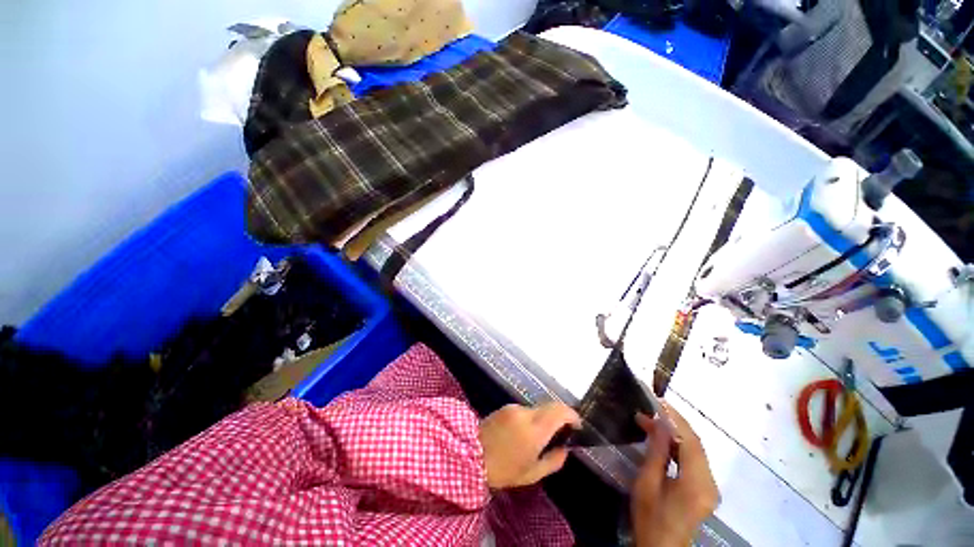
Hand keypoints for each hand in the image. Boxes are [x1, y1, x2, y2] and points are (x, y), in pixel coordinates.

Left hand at [479, 402, 580, 489]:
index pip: (559, 411)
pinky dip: (532, 418)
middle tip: (563, 432)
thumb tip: (565, 449)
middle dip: (560, 416)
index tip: (577, 426)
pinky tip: (525, 433)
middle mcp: (526, 413)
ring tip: (541, 437)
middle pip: (550, 406)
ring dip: (545, 418)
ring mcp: (514, 408)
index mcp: (535, 429)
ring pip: (538, 408)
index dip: (572, 415)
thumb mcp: (532, 473)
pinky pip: (525, 410)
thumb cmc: (503, 469)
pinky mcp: (505, 407)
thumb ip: (553, 461)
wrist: (470, 456)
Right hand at [631, 402, 718, 546]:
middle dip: (673, 424)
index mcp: (697, 484)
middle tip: (649, 410)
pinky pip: (694, 460)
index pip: (691, 442)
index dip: (675, 419)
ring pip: (695, 451)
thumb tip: (658, 422)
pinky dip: (679, 445)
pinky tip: (663, 439)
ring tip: (651, 421)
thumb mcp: (647, 483)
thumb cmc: (650, 517)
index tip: (657, 401)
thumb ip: (656, 452)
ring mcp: (711, 487)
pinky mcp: (706, 489)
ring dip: (675, 433)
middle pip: (696, 445)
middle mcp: (710, 483)